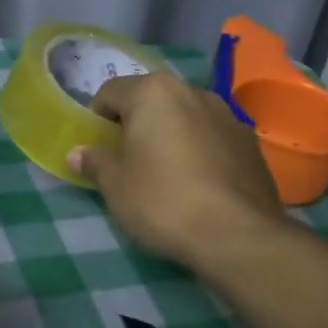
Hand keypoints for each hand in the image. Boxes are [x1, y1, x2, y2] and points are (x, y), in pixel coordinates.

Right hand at [68, 72, 286, 266]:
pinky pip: (212, 138)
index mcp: (153, 93)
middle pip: (151, 100)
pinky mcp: (251, 143)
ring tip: (165, 173)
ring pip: (185, 117)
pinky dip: (199, 151)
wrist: (237, 235)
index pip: (111, 92)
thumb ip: (95, 162)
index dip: (97, 119)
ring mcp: (228, 116)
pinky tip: (197, 185)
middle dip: (136, 124)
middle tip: (128, 161)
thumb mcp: (115, 186)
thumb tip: (77, 153)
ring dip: (170, 135)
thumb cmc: (162, 201)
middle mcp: (192, 92)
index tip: (98, 149)